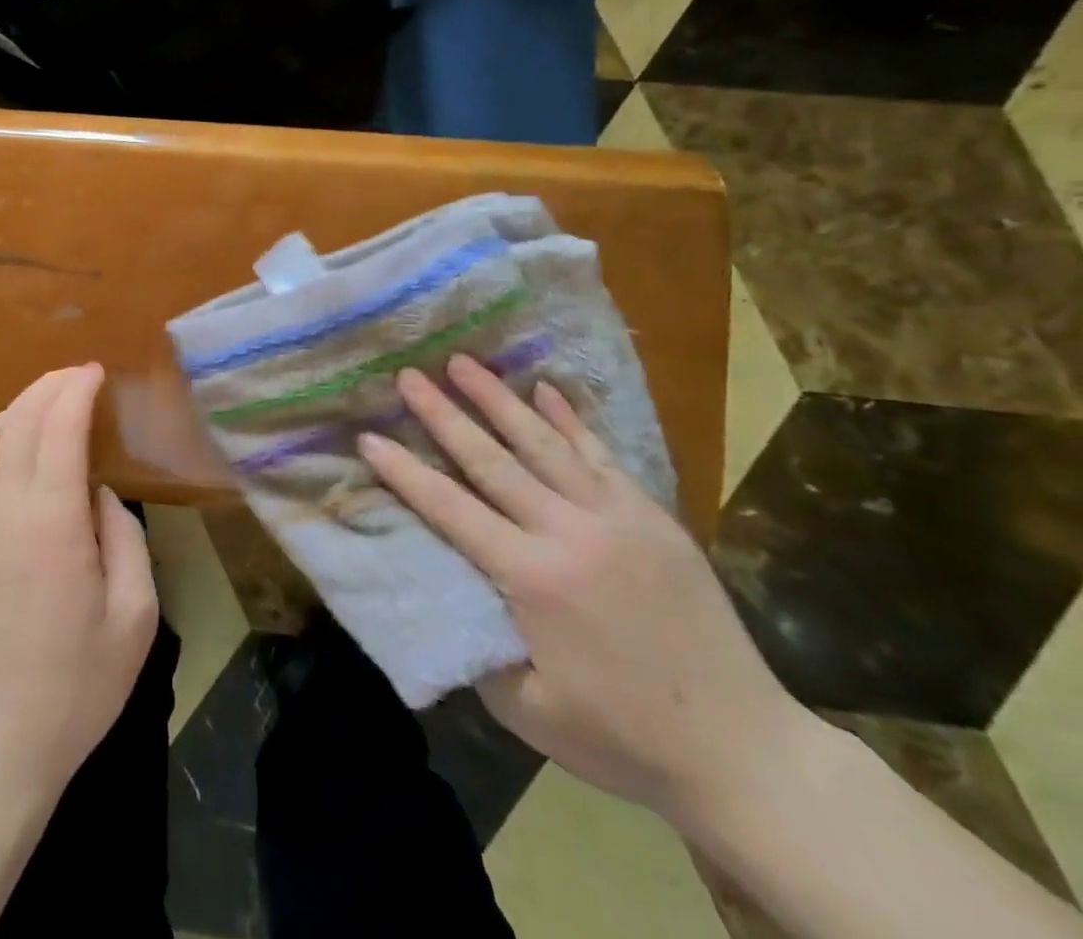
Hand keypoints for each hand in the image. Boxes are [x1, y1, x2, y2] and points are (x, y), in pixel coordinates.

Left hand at [0, 364, 158, 808]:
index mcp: (49, 519)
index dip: (76, 388)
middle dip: (50, 385)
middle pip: (19, 418)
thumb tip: (100, 495)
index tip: (96, 372)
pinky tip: (17, 450)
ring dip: (19, 407)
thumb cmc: (73, 687)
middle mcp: (0, 507)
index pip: (57, 424)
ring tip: (51, 406)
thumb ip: (125, 539)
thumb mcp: (133, 618)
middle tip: (79, 377)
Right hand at [359, 355, 803, 825]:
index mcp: (532, 578)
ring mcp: (616, 518)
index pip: (450, 509)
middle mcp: (569, 533)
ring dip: (498, 399)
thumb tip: (441, 592)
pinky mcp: (652, 518)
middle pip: (492, 461)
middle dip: (443, 414)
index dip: (405, 472)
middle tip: (408, 375)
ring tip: (463, 362)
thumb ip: (473, 645)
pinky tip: (544, 389)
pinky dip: (569, 419)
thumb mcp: (526, 709)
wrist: (744, 751)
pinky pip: (600, 455)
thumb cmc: (622, 736)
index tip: (369, 435)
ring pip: (544, 444)